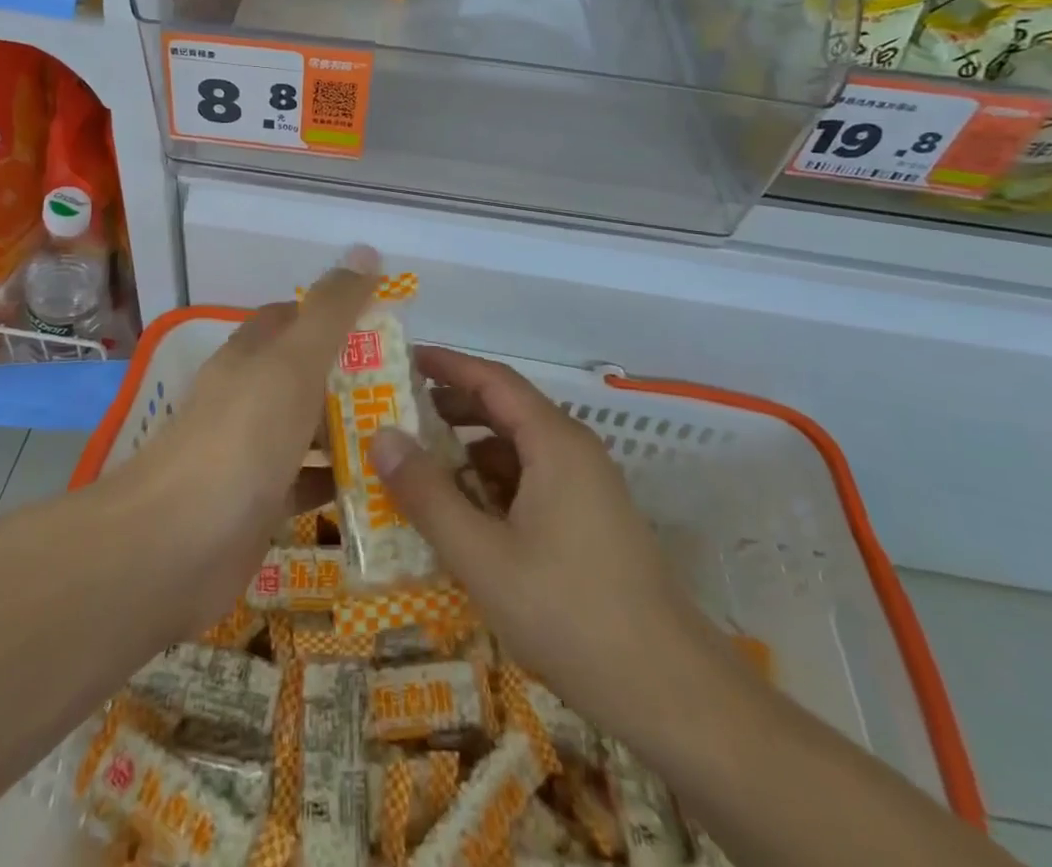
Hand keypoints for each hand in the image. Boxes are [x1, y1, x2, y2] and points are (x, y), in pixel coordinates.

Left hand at [124, 246, 378, 633]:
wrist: (174, 546)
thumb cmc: (242, 438)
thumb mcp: (294, 362)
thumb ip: (332, 310)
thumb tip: (364, 251)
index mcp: (253, 355)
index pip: (295, 318)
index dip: (337, 314)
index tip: (388, 325)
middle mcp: (249, 396)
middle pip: (307, 374)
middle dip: (356, 376)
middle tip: (414, 389)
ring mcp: (251, 452)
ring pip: (309, 429)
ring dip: (352, 430)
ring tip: (410, 436)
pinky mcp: (258, 504)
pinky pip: (308, 484)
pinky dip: (339, 482)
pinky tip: (381, 488)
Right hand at [371, 347, 737, 753]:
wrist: (670, 692)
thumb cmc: (569, 613)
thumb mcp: (482, 556)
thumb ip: (428, 494)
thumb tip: (381, 436)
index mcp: (554, 442)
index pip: (492, 379)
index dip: (446, 364)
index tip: (402, 359)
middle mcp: (574, 451)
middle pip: (505, 410)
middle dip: (451, 408)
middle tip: (397, 415)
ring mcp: (587, 488)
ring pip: (518, 450)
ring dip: (469, 451)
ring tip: (420, 467)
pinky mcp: (590, 521)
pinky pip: (532, 481)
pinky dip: (492, 484)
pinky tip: (465, 515)